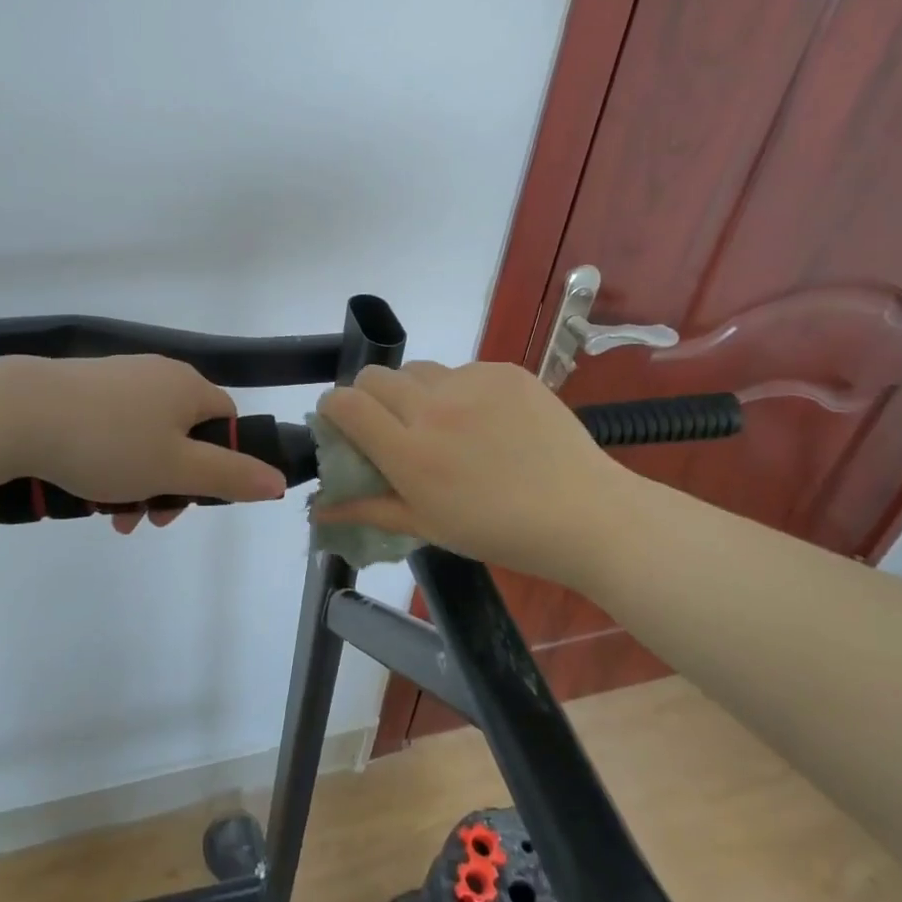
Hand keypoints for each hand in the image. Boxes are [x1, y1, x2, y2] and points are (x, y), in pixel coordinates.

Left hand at [0, 356, 286, 531]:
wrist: (19, 412)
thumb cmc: (110, 442)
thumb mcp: (176, 468)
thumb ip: (231, 476)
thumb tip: (279, 481)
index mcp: (189, 387)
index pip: (226, 422)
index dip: (221, 463)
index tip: (194, 499)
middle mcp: (159, 374)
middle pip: (185, 434)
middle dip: (173, 483)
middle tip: (149, 520)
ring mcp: (119, 379)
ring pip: (147, 437)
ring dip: (140, 481)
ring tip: (113, 518)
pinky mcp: (84, 388)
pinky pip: (114, 430)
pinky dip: (112, 463)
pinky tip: (88, 491)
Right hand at [314, 361, 629, 581]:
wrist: (585, 513)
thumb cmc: (500, 532)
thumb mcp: (428, 527)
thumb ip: (367, 510)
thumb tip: (316, 511)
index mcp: (410, 453)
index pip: (345, 403)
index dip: (332, 408)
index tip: (340, 424)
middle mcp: (433, 408)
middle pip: (374, 376)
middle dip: (368, 396)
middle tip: (390, 426)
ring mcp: (471, 383)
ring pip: (417, 369)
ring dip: (413, 391)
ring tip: (442, 422)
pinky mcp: (503, 370)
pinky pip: (461, 370)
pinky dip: (458, 390)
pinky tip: (485, 420)